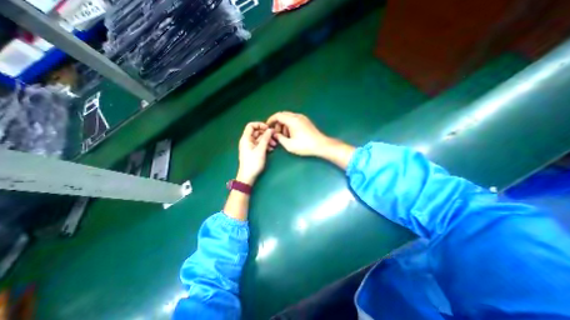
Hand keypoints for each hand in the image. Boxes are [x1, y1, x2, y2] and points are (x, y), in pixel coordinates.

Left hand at [235, 121, 271, 183]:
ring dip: (267, 140)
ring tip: (274, 145)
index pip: (251, 126)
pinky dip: (265, 145)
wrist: (248, 176)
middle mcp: (247, 141)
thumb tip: (270, 130)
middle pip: (257, 132)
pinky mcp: (253, 151)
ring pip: (259, 139)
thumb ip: (266, 138)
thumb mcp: (261, 150)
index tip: (268, 128)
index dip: (260, 125)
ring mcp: (250, 146)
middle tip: (274, 137)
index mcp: (246, 138)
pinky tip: (271, 149)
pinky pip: (260, 145)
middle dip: (266, 134)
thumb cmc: (253, 163)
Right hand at [266, 112, 329, 157]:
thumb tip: (274, 134)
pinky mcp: (306, 121)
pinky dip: (289, 125)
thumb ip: (279, 138)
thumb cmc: (305, 146)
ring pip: (288, 117)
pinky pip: (294, 120)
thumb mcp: (289, 145)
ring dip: (284, 125)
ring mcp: (302, 118)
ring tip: (285, 136)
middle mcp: (297, 116)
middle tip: (277, 133)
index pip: (278, 115)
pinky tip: (291, 134)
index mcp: (292, 120)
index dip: (271, 120)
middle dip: (277, 123)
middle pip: (283, 115)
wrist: (321, 145)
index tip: (267, 126)